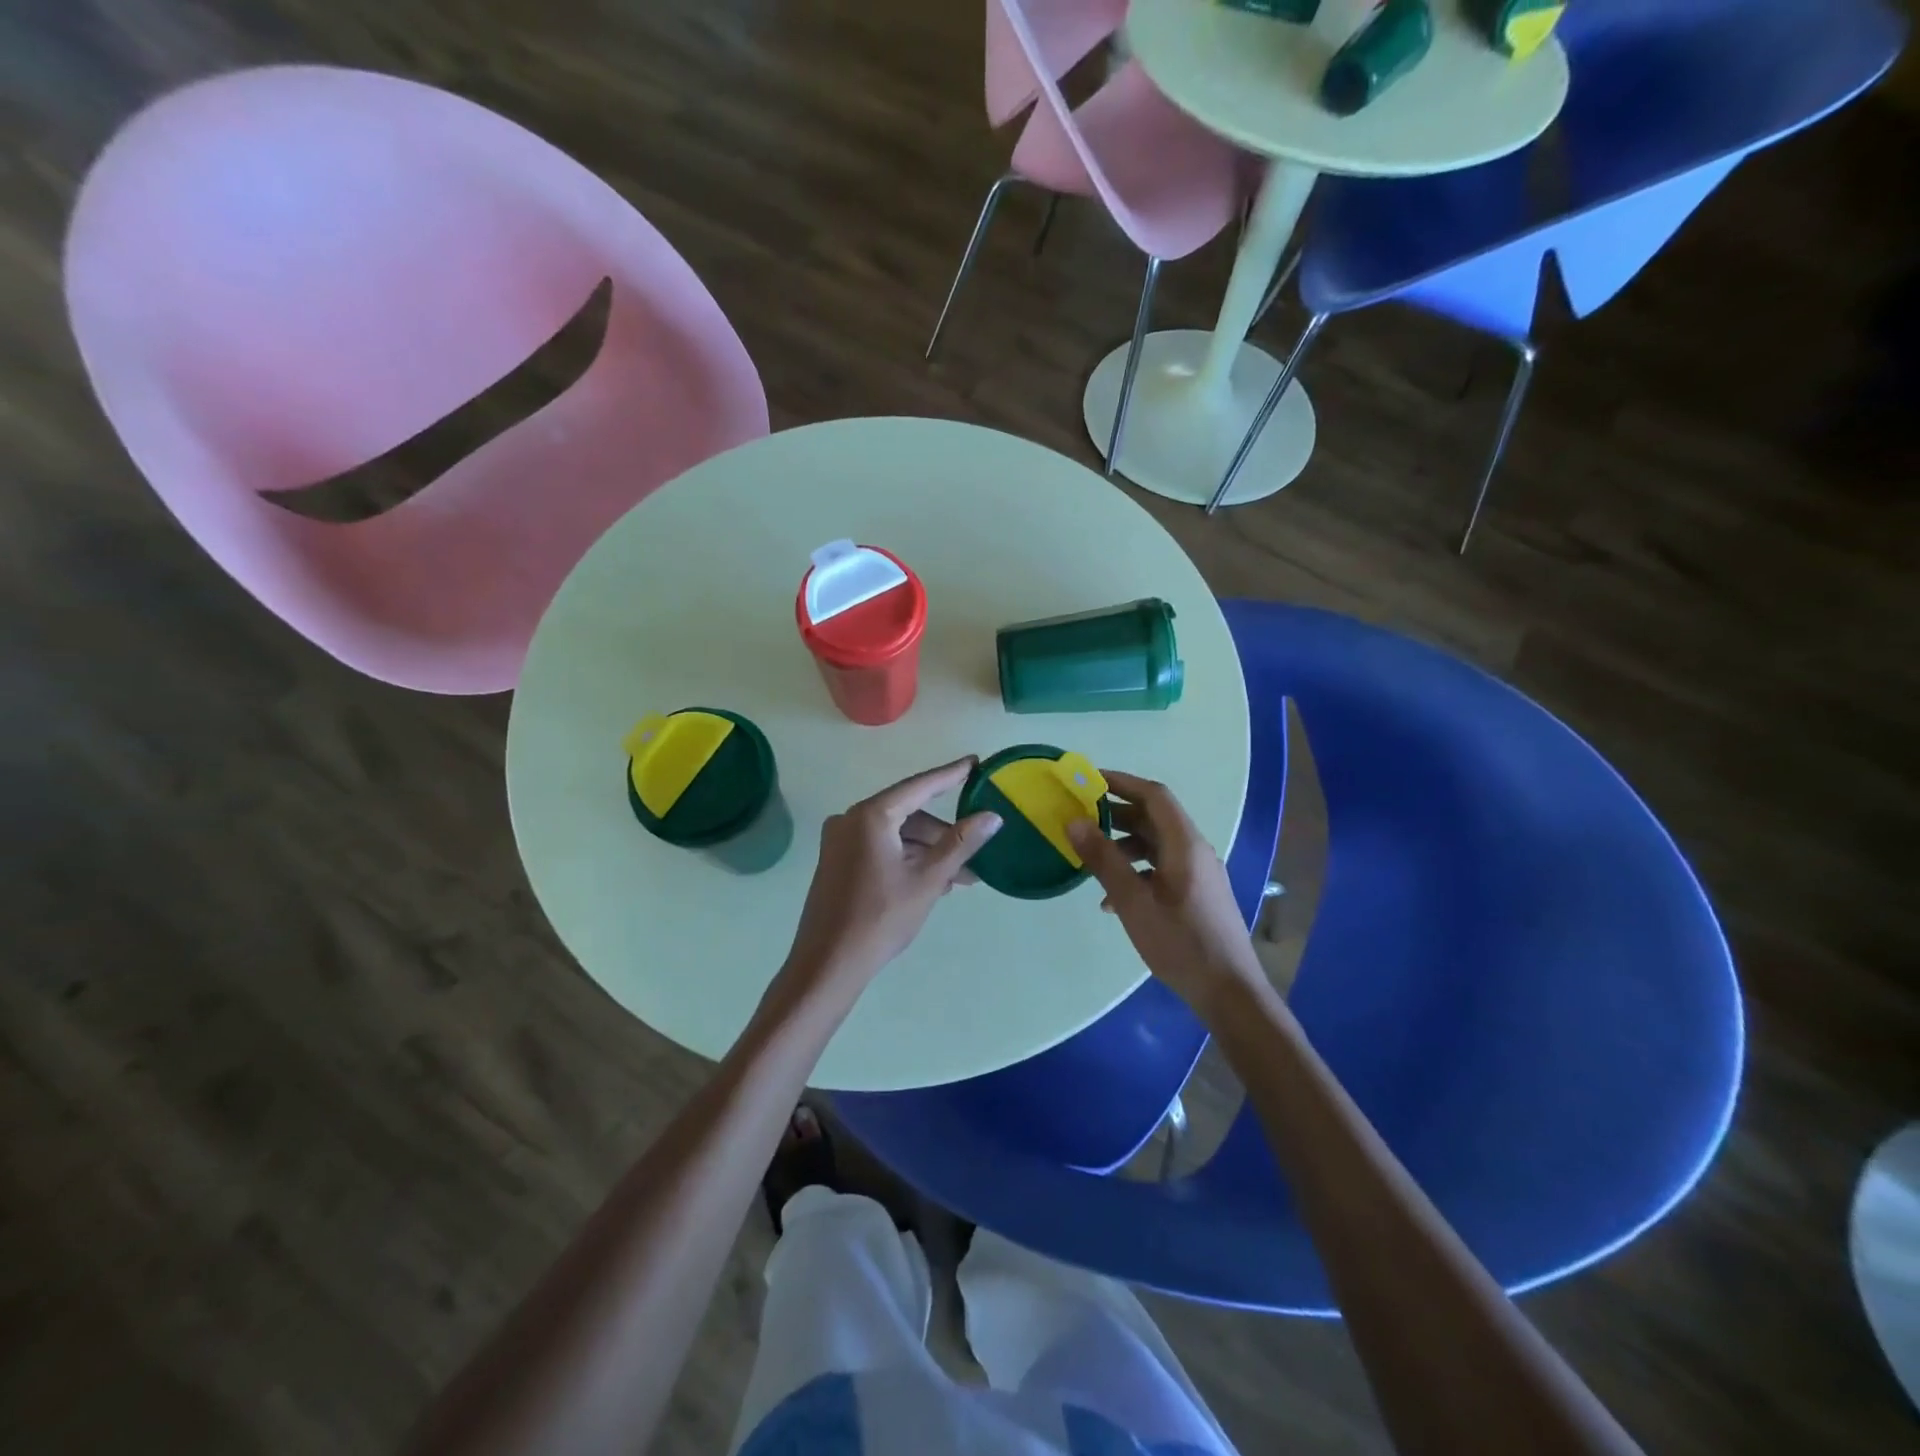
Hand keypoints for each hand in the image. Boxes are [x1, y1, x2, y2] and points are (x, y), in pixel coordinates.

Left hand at [777, 757, 1001, 1001]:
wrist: (829, 963)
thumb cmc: (881, 918)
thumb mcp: (928, 879)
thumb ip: (961, 843)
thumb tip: (992, 817)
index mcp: (870, 816)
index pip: (919, 786)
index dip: (950, 775)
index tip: (975, 762)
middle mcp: (850, 819)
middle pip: (908, 814)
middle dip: (942, 833)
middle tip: (975, 852)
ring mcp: (840, 841)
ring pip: (895, 834)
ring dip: (927, 851)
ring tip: (959, 878)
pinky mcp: (837, 861)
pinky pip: (880, 847)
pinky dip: (907, 859)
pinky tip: (931, 881)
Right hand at [1068, 769, 1267, 1022]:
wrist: (1229, 992)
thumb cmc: (1180, 944)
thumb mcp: (1133, 902)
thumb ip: (1103, 859)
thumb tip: (1074, 821)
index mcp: (1185, 844)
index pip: (1154, 795)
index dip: (1121, 782)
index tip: (1088, 780)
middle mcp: (1196, 850)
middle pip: (1155, 818)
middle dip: (1117, 814)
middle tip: (1081, 818)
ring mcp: (1199, 873)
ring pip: (1157, 844)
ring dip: (1124, 845)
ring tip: (1091, 859)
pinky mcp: (1197, 894)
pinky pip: (1163, 867)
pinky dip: (1136, 870)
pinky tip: (1112, 898)